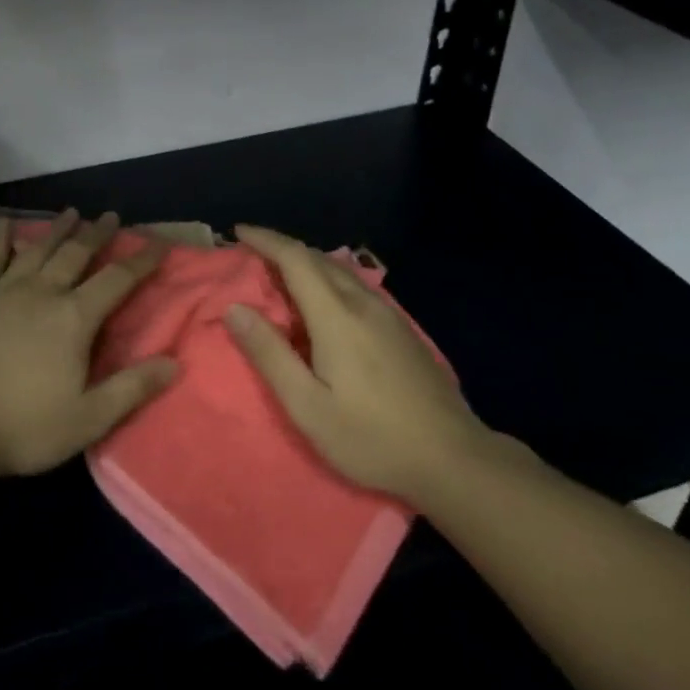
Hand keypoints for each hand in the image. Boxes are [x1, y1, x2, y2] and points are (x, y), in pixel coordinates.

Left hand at [0, 211, 177, 477]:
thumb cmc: (24, 427)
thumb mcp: (88, 418)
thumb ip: (131, 388)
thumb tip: (175, 363)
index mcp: (74, 318)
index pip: (117, 280)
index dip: (141, 260)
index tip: (159, 243)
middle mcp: (43, 293)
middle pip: (76, 253)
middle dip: (96, 234)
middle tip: (110, 216)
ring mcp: (4, 291)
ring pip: (37, 249)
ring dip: (56, 229)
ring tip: (70, 212)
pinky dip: (0, 240)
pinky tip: (4, 225)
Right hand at [225, 224, 487, 503]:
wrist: (455, 459)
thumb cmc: (372, 437)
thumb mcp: (308, 407)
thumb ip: (269, 354)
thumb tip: (234, 308)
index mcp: (336, 316)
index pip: (295, 258)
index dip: (265, 239)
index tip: (238, 231)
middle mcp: (362, 303)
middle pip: (317, 258)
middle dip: (281, 247)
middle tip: (252, 253)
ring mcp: (388, 314)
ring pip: (339, 270)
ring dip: (306, 262)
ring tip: (280, 273)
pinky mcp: (402, 329)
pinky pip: (355, 285)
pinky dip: (327, 278)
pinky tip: (324, 301)